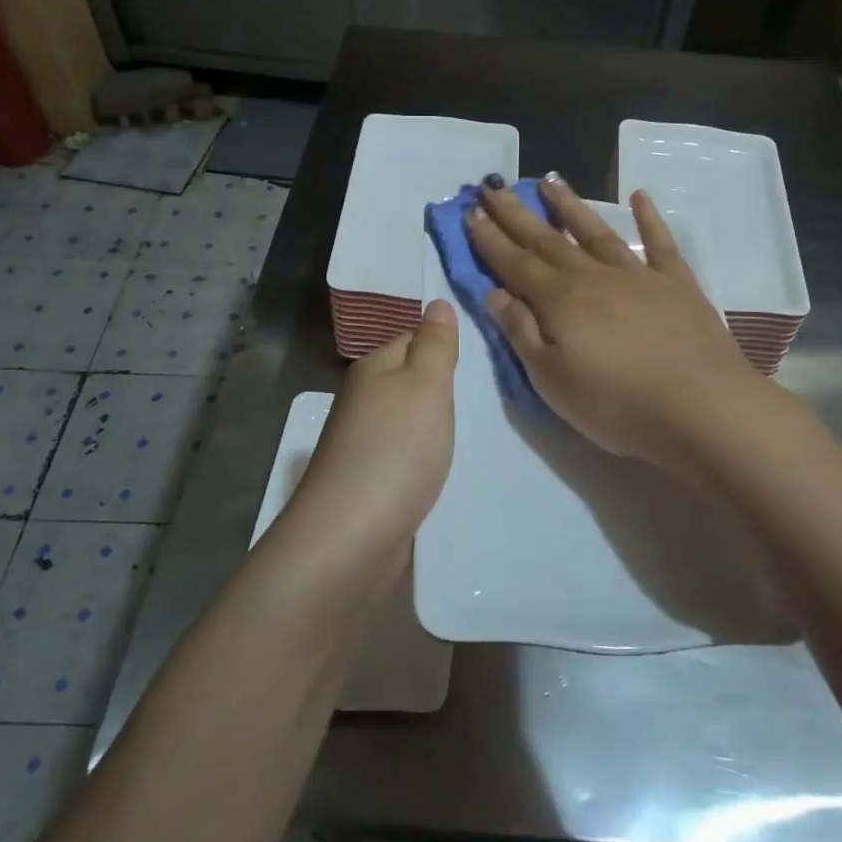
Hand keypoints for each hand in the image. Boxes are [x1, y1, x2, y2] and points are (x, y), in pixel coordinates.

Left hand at [291, 299, 458, 548]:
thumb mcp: (425, 384)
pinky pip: (407, 457)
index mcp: (372, 369)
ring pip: (409, 422)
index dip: (444, 346)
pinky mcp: (370, 483)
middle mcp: (363, 401)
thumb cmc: (395, 449)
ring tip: (477, 433)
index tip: (483, 358)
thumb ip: (435, 344)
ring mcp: (363, 444)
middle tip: (489, 397)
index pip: (412, 339)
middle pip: (410, 382)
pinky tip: (448, 470)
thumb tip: (437, 303)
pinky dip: (427, 460)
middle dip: (445, 390)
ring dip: (437, 427)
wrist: (352, 538)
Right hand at [467, 176, 756, 473]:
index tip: (470, 212)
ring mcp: (638, 275)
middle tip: (493, 186)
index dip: (490, 239)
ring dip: (570, 205)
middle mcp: (593, 276)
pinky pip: (658, 242)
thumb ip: (522, 332)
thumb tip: (496, 293)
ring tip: (549, 181)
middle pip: (547, 240)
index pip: (514, 263)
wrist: (703, 407)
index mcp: (560, 300)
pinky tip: (640, 195)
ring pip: (595, 231)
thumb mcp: (552, 380)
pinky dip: (648, 217)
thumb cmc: (618, 404)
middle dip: (517, 214)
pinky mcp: (676, 283)